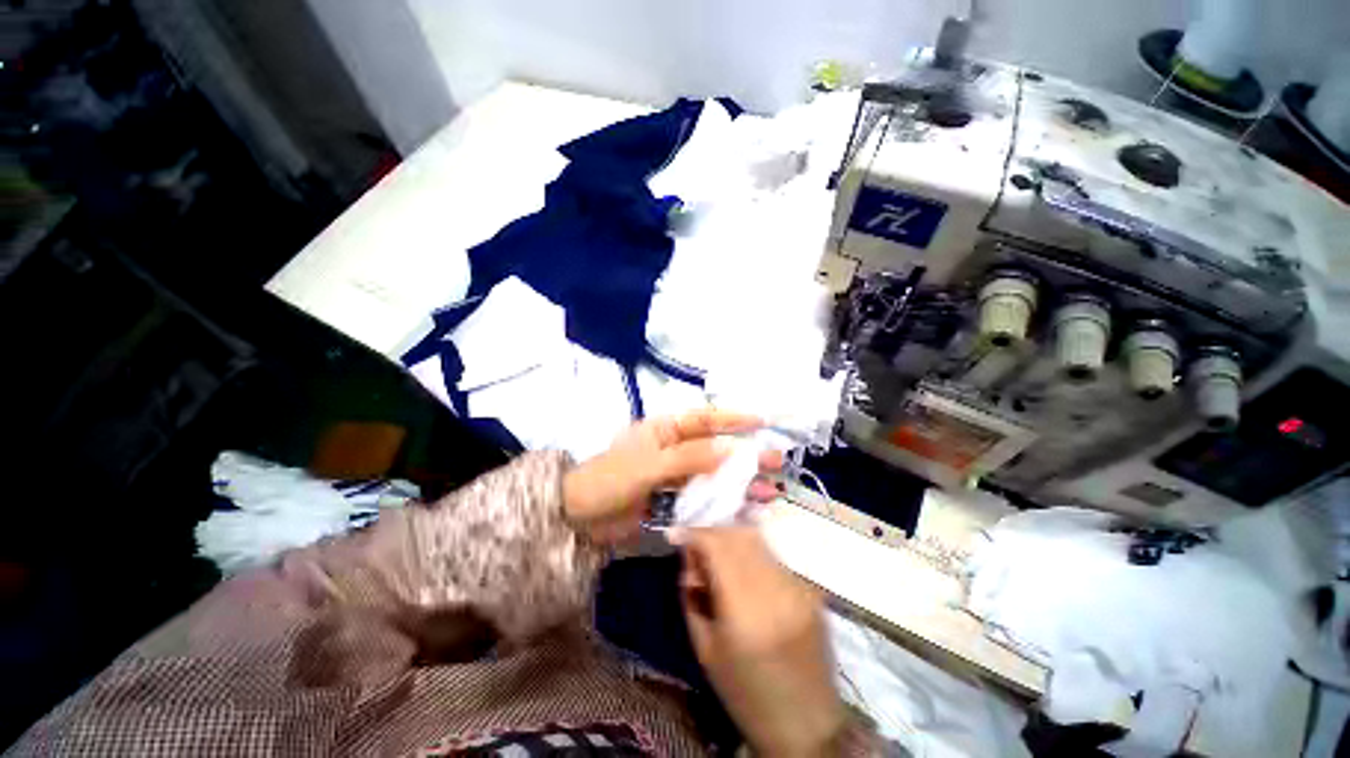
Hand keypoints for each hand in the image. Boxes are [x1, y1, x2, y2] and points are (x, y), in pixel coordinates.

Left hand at [562, 410, 780, 544]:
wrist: (577, 518)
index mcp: (665, 430)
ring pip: (713, 475)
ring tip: (769, 490)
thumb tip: (731, 449)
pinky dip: (723, 504)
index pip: (705, 419)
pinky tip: (744, 511)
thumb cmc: (609, 480)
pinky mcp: (672, 501)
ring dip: (739, 482)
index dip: (733, 418)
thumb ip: (689, 457)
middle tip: (775, 462)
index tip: (762, 421)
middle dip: (745, 455)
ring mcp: (675, 477)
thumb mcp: (649, 464)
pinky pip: (702, 499)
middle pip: (715, 449)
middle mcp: (674, 449)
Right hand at [673, 527, 844, 756]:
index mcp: (745, 611)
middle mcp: (776, 590)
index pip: (718, 546)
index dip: (694, 533)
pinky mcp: (810, 590)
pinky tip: (743, 575)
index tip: (675, 534)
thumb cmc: (744, 694)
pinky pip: (773, 558)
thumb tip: (689, 556)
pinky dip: (751, 556)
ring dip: (731, 541)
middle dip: (712, 533)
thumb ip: (691, 595)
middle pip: (739, 535)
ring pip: (757, 541)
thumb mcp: (704, 649)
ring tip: (718, 560)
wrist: (805, 725)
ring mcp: (798, 587)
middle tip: (696, 549)